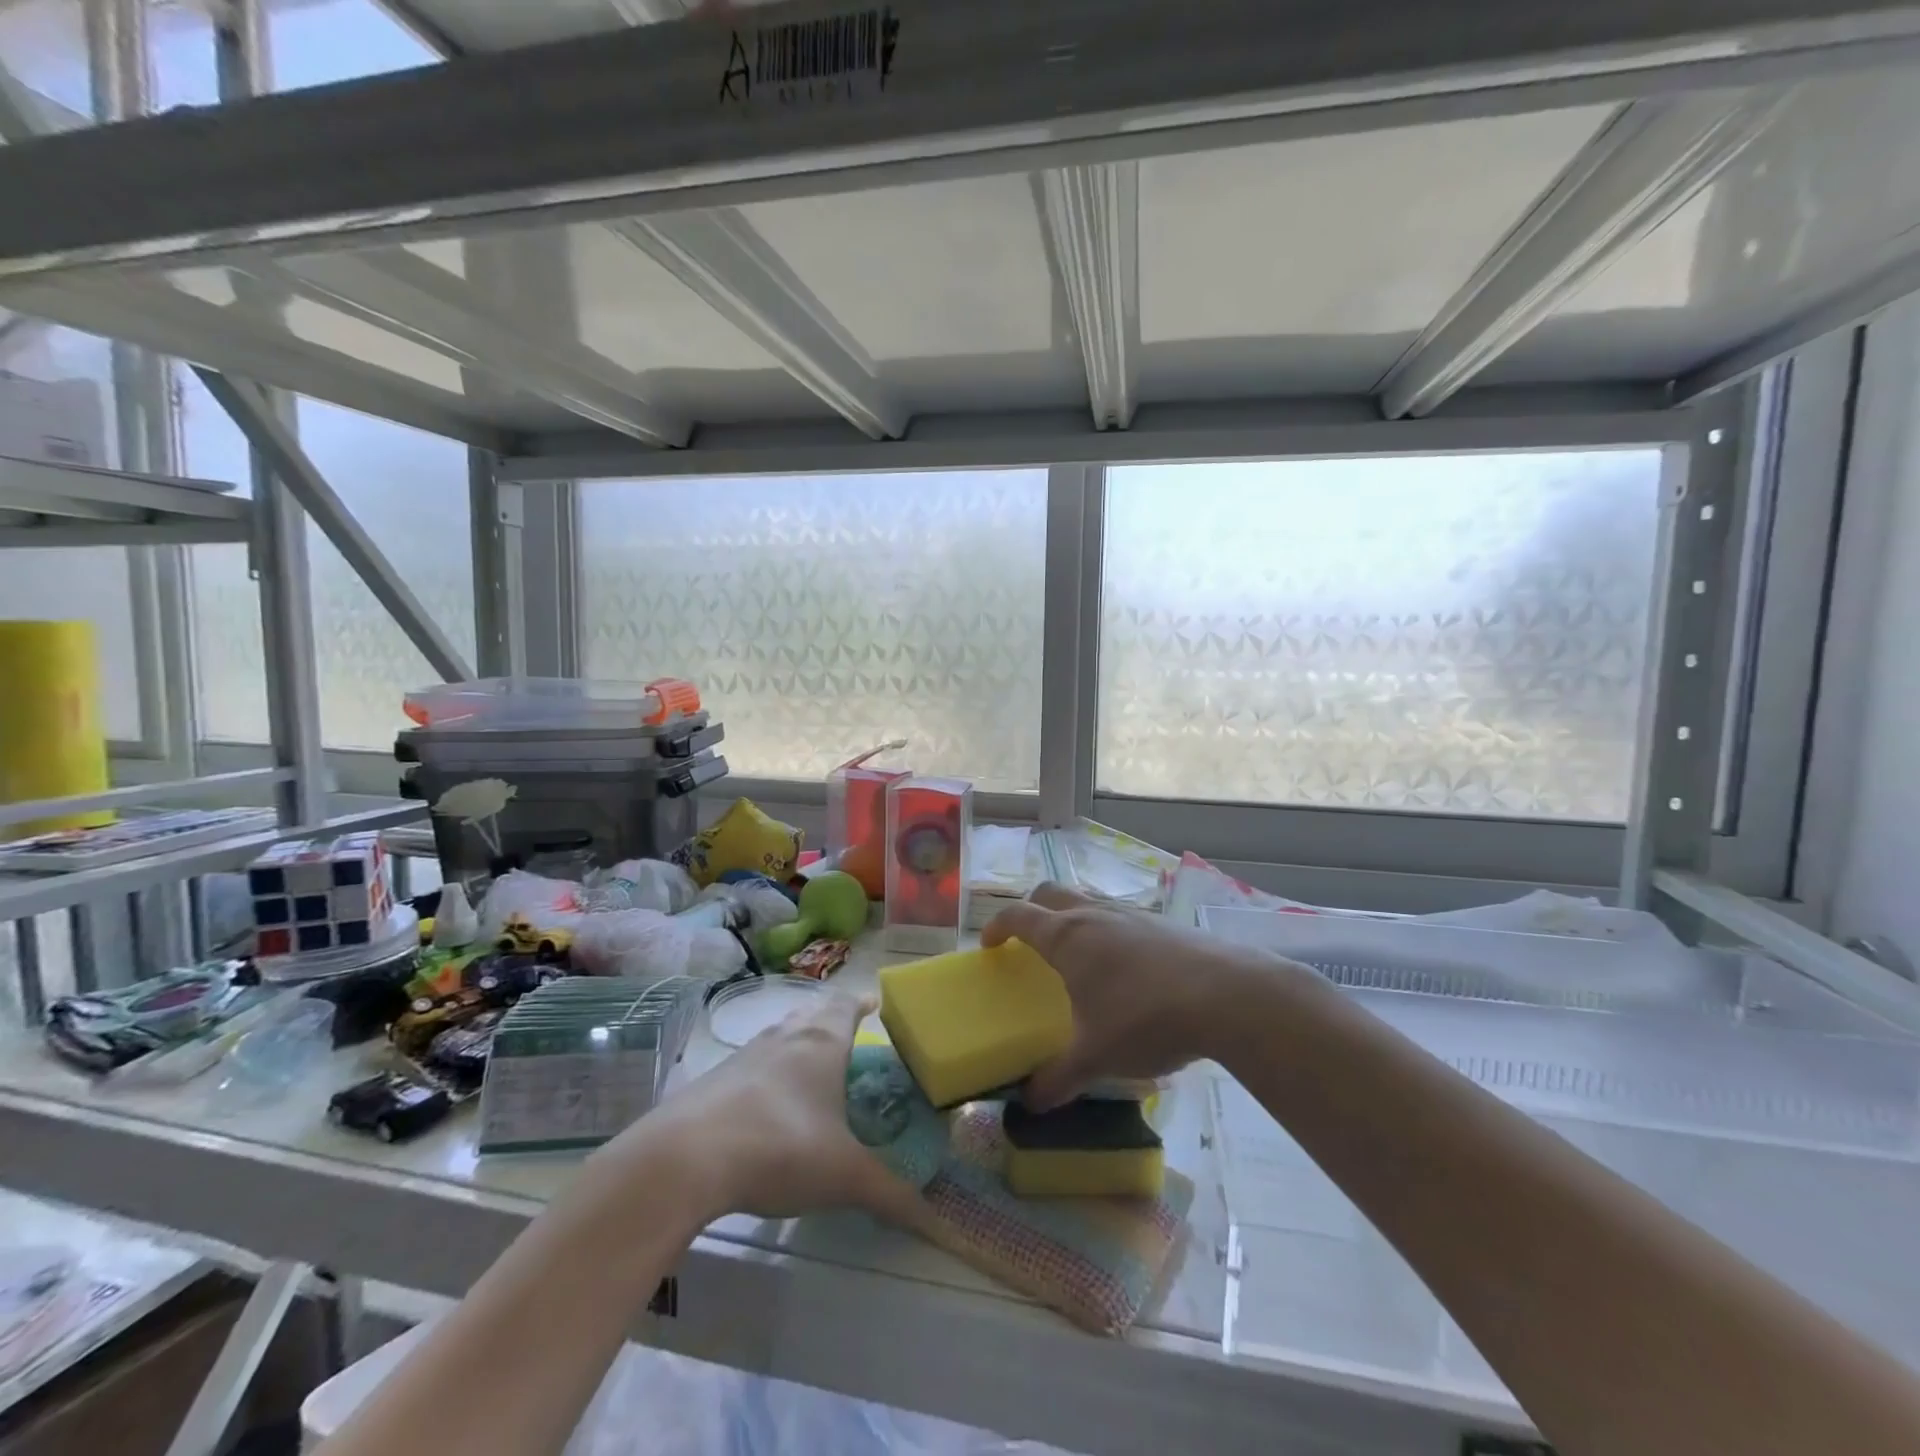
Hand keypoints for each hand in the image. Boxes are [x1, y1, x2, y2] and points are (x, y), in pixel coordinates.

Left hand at [620, 993, 932, 1229]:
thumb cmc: (780, 1148)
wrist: (684, 1158)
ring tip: (812, 1068)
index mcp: (822, 1043)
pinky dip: (767, 1073)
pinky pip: (752, 1064)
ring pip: (781, 1035)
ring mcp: (745, 1055)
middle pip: (813, 1013)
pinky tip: (767, 1105)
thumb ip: (892, 1196)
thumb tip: (940, 1225)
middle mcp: (785, 1036)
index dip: (863, 1004)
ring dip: (798, 1044)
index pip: (847, 1006)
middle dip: (832, 1020)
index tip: (875, 1005)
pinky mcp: (714, 1080)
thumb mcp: (844, 1177)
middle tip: (850, 1040)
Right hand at [983, 884, 1251, 1110]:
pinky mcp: (1164, 924)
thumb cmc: (1145, 1018)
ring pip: (1089, 900)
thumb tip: (1029, 1104)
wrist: (1227, 996)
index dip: (997, 926)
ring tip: (1078, 956)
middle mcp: (1094, 915)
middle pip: (1050, 894)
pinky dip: (1109, 931)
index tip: (988, 945)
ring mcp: (1132, 914)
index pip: (1017, 915)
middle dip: (1031, 911)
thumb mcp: (1096, 1056)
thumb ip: (1058, 1079)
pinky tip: (1127, 970)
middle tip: (1028, 941)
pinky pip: (1122, 917)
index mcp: (1067, 937)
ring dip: (1073, 917)